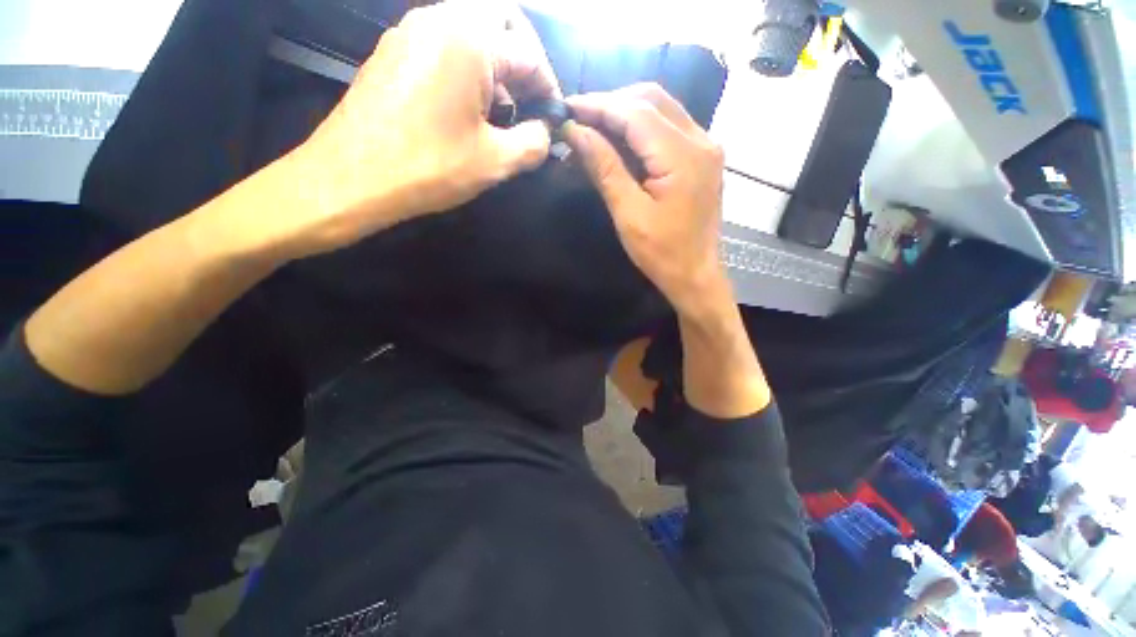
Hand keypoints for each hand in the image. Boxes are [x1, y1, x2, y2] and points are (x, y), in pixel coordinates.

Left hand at [271, 2, 559, 257]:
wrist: (350, 178)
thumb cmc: (429, 167)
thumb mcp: (495, 162)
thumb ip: (534, 143)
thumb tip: (547, 132)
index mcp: (469, 39)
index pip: (530, 54)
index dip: (549, 89)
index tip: (553, 119)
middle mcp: (438, 19)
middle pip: (501, 25)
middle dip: (524, 65)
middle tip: (529, 105)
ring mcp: (410, 32)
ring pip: (471, 33)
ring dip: (496, 68)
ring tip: (501, 115)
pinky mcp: (394, 52)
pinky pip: (444, 47)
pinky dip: (467, 70)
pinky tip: (467, 110)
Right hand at [562, 83, 726, 314]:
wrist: (696, 276)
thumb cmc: (662, 253)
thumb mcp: (629, 214)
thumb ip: (605, 168)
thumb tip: (576, 132)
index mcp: (684, 155)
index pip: (636, 112)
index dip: (599, 106)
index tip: (567, 107)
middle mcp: (701, 140)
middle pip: (653, 100)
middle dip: (612, 103)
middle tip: (579, 117)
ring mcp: (705, 147)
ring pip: (662, 110)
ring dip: (626, 113)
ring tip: (593, 127)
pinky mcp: (702, 158)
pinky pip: (669, 128)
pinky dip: (641, 129)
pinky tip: (619, 141)